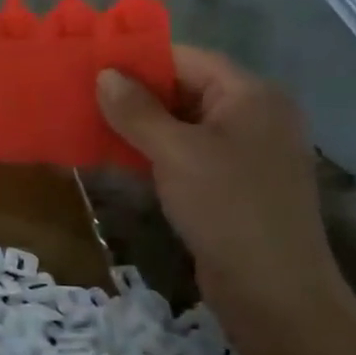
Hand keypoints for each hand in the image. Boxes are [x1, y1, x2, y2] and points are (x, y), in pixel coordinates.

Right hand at [97, 47, 335, 301]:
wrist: (275, 295)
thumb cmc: (228, 209)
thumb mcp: (176, 153)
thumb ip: (137, 110)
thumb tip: (104, 74)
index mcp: (250, 96)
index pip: (187, 59)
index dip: (139, 59)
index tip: (90, 63)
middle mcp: (251, 117)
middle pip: (183, 89)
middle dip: (133, 93)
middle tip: (80, 94)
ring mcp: (242, 154)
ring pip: (180, 125)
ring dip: (137, 126)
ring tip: (86, 123)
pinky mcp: (229, 186)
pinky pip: (184, 155)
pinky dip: (151, 154)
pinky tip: (113, 159)